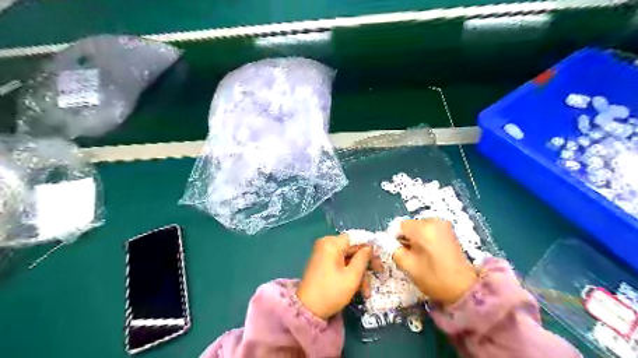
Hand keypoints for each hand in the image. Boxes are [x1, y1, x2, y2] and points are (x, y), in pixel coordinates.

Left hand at [299, 235, 374, 318]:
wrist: (308, 310)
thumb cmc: (331, 291)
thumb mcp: (352, 276)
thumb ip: (363, 259)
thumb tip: (370, 247)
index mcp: (331, 243)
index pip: (356, 238)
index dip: (370, 246)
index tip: (381, 256)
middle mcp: (326, 244)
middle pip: (352, 248)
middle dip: (366, 263)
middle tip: (380, 272)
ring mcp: (324, 254)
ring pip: (348, 258)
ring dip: (359, 273)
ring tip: (366, 290)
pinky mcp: (323, 264)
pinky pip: (341, 264)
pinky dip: (350, 274)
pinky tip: (359, 289)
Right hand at [394, 220, 477, 306]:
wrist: (464, 289)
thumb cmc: (434, 278)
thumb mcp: (407, 265)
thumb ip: (393, 249)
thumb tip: (384, 240)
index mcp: (423, 228)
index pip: (399, 225)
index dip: (393, 237)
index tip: (395, 251)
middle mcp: (434, 221)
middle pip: (409, 226)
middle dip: (404, 239)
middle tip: (407, 256)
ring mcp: (443, 225)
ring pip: (418, 228)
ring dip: (414, 239)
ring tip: (418, 256)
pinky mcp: (448, 231)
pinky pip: (428, 230)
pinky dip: (424, 239)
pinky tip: (428, 254)